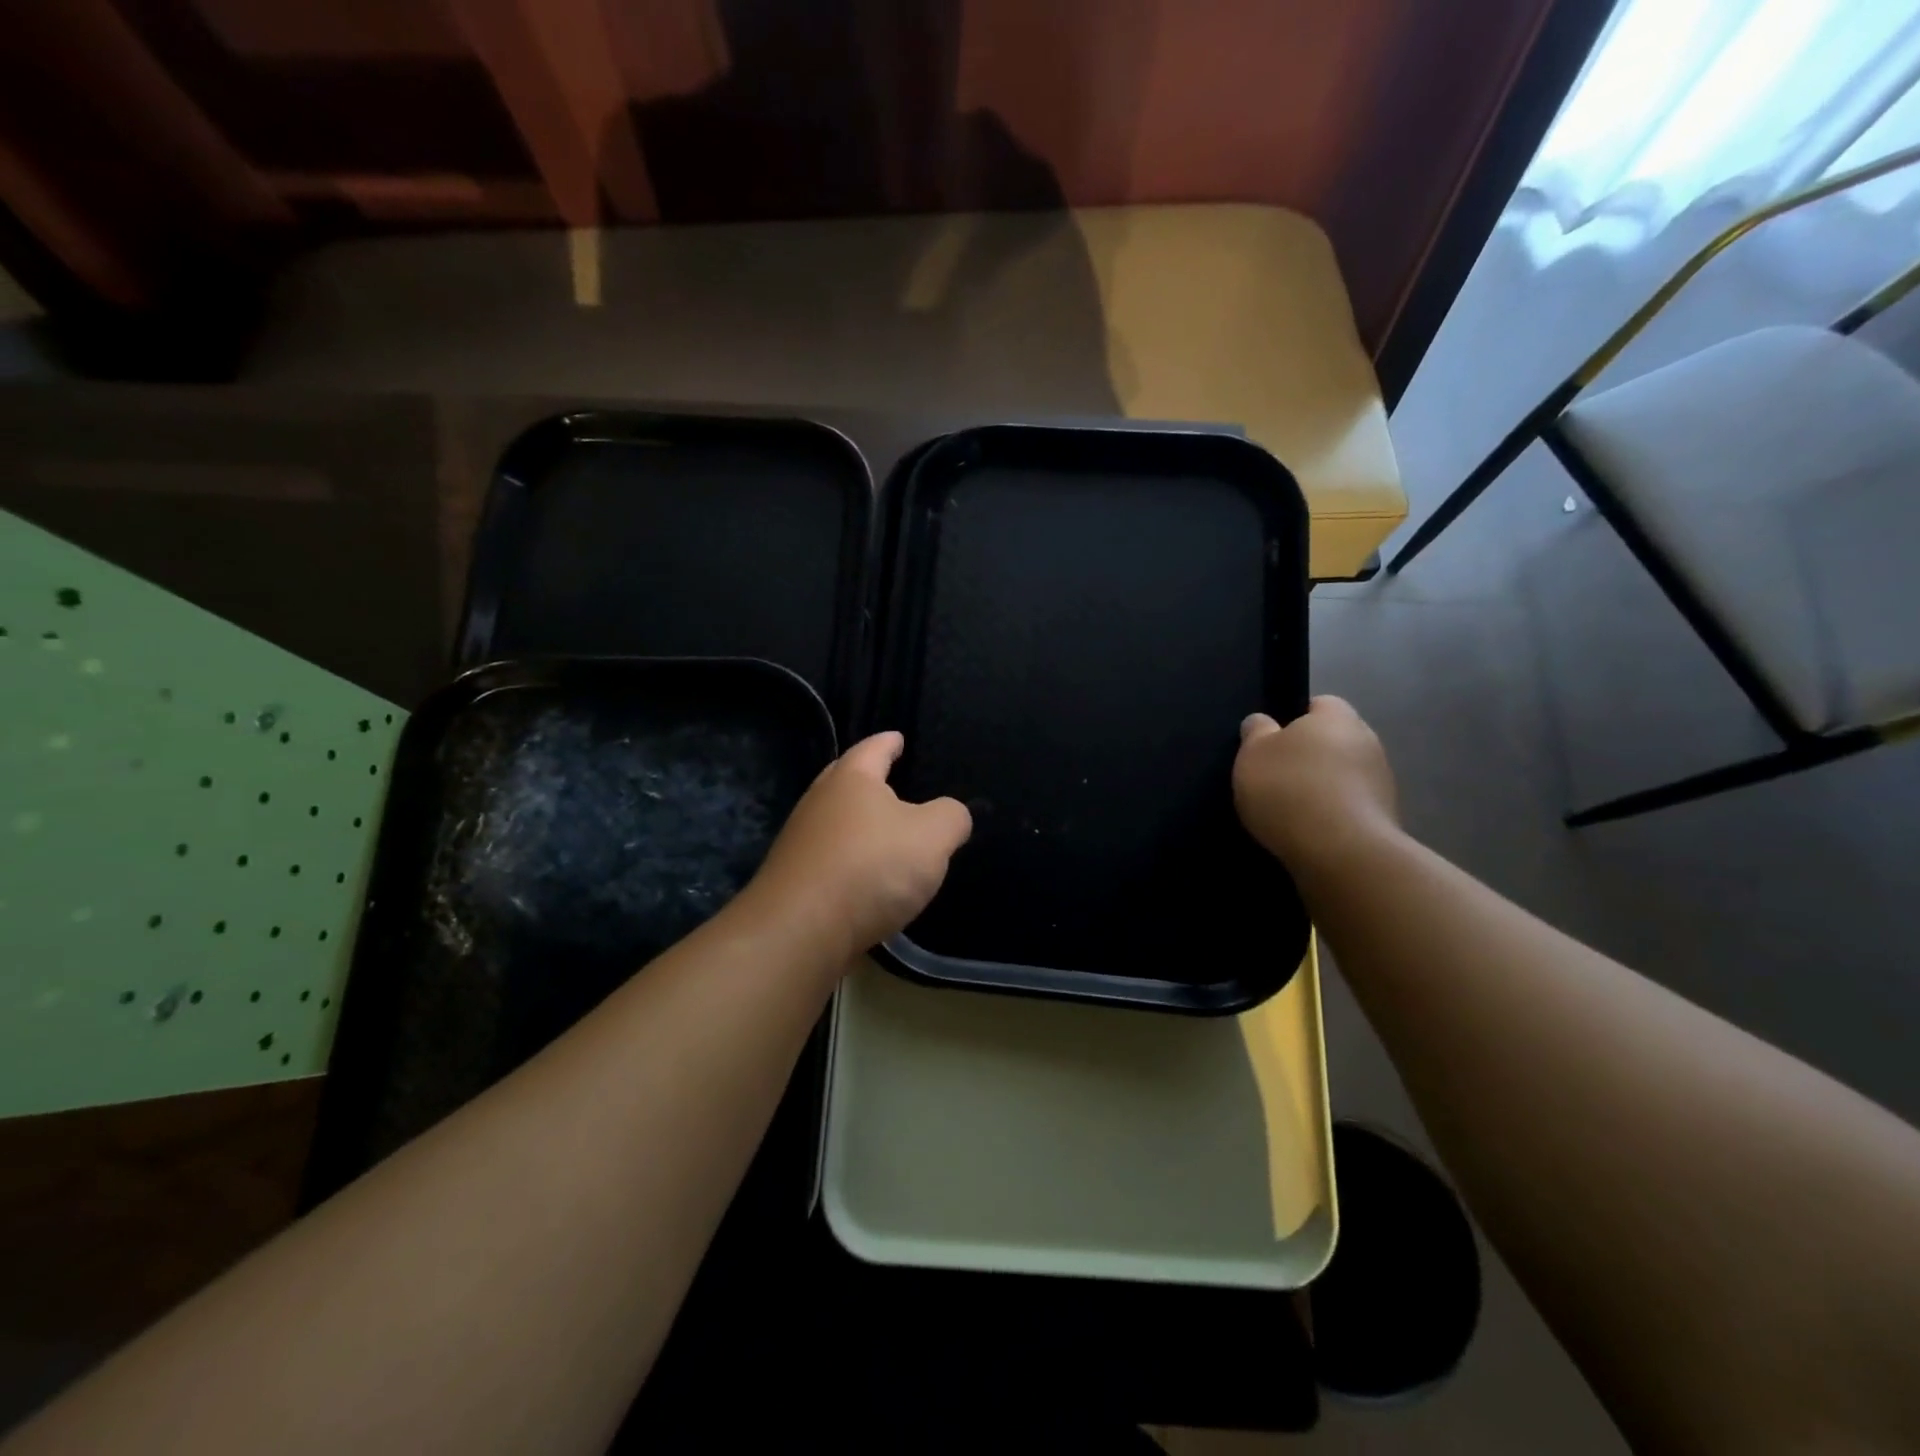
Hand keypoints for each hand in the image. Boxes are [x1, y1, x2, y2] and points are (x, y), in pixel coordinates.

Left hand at [740, 731, 971, 962]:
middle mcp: (819, 802)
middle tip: (888, 776)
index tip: (898, 738)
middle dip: (867, 777)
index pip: (873, 748)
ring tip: (884, 830)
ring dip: (857, 822)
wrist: (801, 930)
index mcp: (851, 779)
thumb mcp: (932, 837)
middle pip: (844, 779)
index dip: (889, 742)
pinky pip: (829, 857)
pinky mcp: (795, 879)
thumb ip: (951, 817)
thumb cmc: (871, 867)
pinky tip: (865, 875)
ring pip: (835, 820)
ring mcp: (801, 841)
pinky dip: (849, 858)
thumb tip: (952, 814)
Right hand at [1234, 696, 1398, 874]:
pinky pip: (1352, 805)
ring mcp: (1382, 780)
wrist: (1340, 851)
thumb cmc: (1289, 789)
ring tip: (1292, 809)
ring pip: (1344, 774)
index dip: (1294, 719)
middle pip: (1334, 740)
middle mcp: (1368, 740)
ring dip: (1324, 786)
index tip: (1272, 742)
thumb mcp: (1252, 754)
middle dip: (1311, 755)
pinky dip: (1333, 813)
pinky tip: (1310, 830)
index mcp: (1337, 717)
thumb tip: (1262, 722)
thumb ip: (1256, 732)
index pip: (1320, 704)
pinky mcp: (1386, 817)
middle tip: (1277, 776)